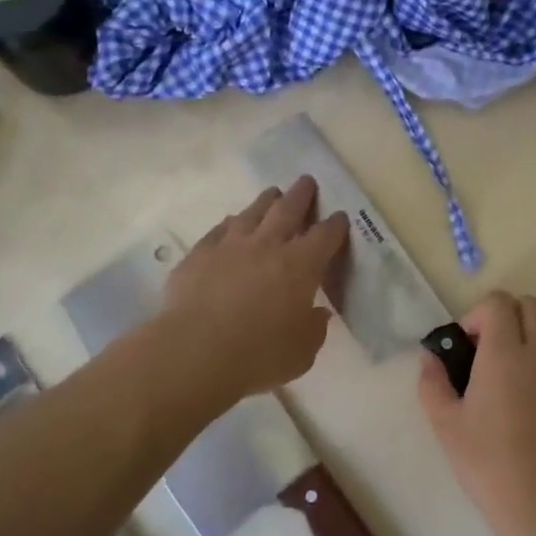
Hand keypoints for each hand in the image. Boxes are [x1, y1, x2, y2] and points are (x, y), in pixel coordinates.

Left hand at [161, 176, 349, 401]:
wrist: (195, 351)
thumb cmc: (259, 354)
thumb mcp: (302, 352)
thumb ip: (314, 329)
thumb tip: (317, 314)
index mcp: (301, 265)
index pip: (325, 235)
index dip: (335, 225)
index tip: (339, 217)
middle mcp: (268, 245)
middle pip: (289, 208)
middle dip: (302, 194)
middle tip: (307, 181)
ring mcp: (230, 245)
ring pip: (253, 212)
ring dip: (266, 201)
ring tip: (273, 194)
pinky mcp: (199, 254)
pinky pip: (219, 229)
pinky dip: (231, 224)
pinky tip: (231, 224)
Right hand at [418, 291, 535, 535]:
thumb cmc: (488, 463)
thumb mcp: (445, 424)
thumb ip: (432, 383)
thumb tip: (430, 358)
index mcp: (504, 354)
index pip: (498, 303)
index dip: (476, 315)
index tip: (466, 346)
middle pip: (529, 304)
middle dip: (504, 316)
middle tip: (484, 350)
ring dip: (530, 331)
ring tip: (510, 366)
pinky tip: (534, 387)